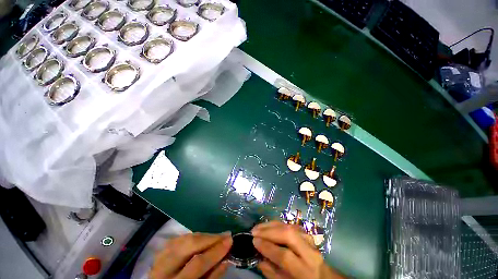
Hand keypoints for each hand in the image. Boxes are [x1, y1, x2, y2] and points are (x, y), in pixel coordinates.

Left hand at [150, 232, 232, 278]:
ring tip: (216, 236)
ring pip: (183, 238)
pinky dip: (193, 236)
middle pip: (188, 245)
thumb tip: (227, 257)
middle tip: (225, 235)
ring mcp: (159, 258)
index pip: (197, 263)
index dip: (215, 251)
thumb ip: (213, 276)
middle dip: (210, 238)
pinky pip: (179, 238)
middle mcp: (163, 269)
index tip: (230, 240)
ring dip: (203, 236)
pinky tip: (203, 238)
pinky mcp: (160, 251)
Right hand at [252, 221, 344, 278]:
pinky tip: (268, 225)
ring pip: (289, 226)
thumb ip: (273, 273)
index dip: (268, 247)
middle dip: (269, 231)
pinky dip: (277, 224)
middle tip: (254, 231)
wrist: (324, 277)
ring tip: (258, 227)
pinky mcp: (306, 233)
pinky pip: (289, 225)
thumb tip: (259, 258)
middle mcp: (310, 252)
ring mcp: (309, 239)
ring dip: (271, 225)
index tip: (254, 241)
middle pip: (289, 235)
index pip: (285, 256)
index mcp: (306, 271)